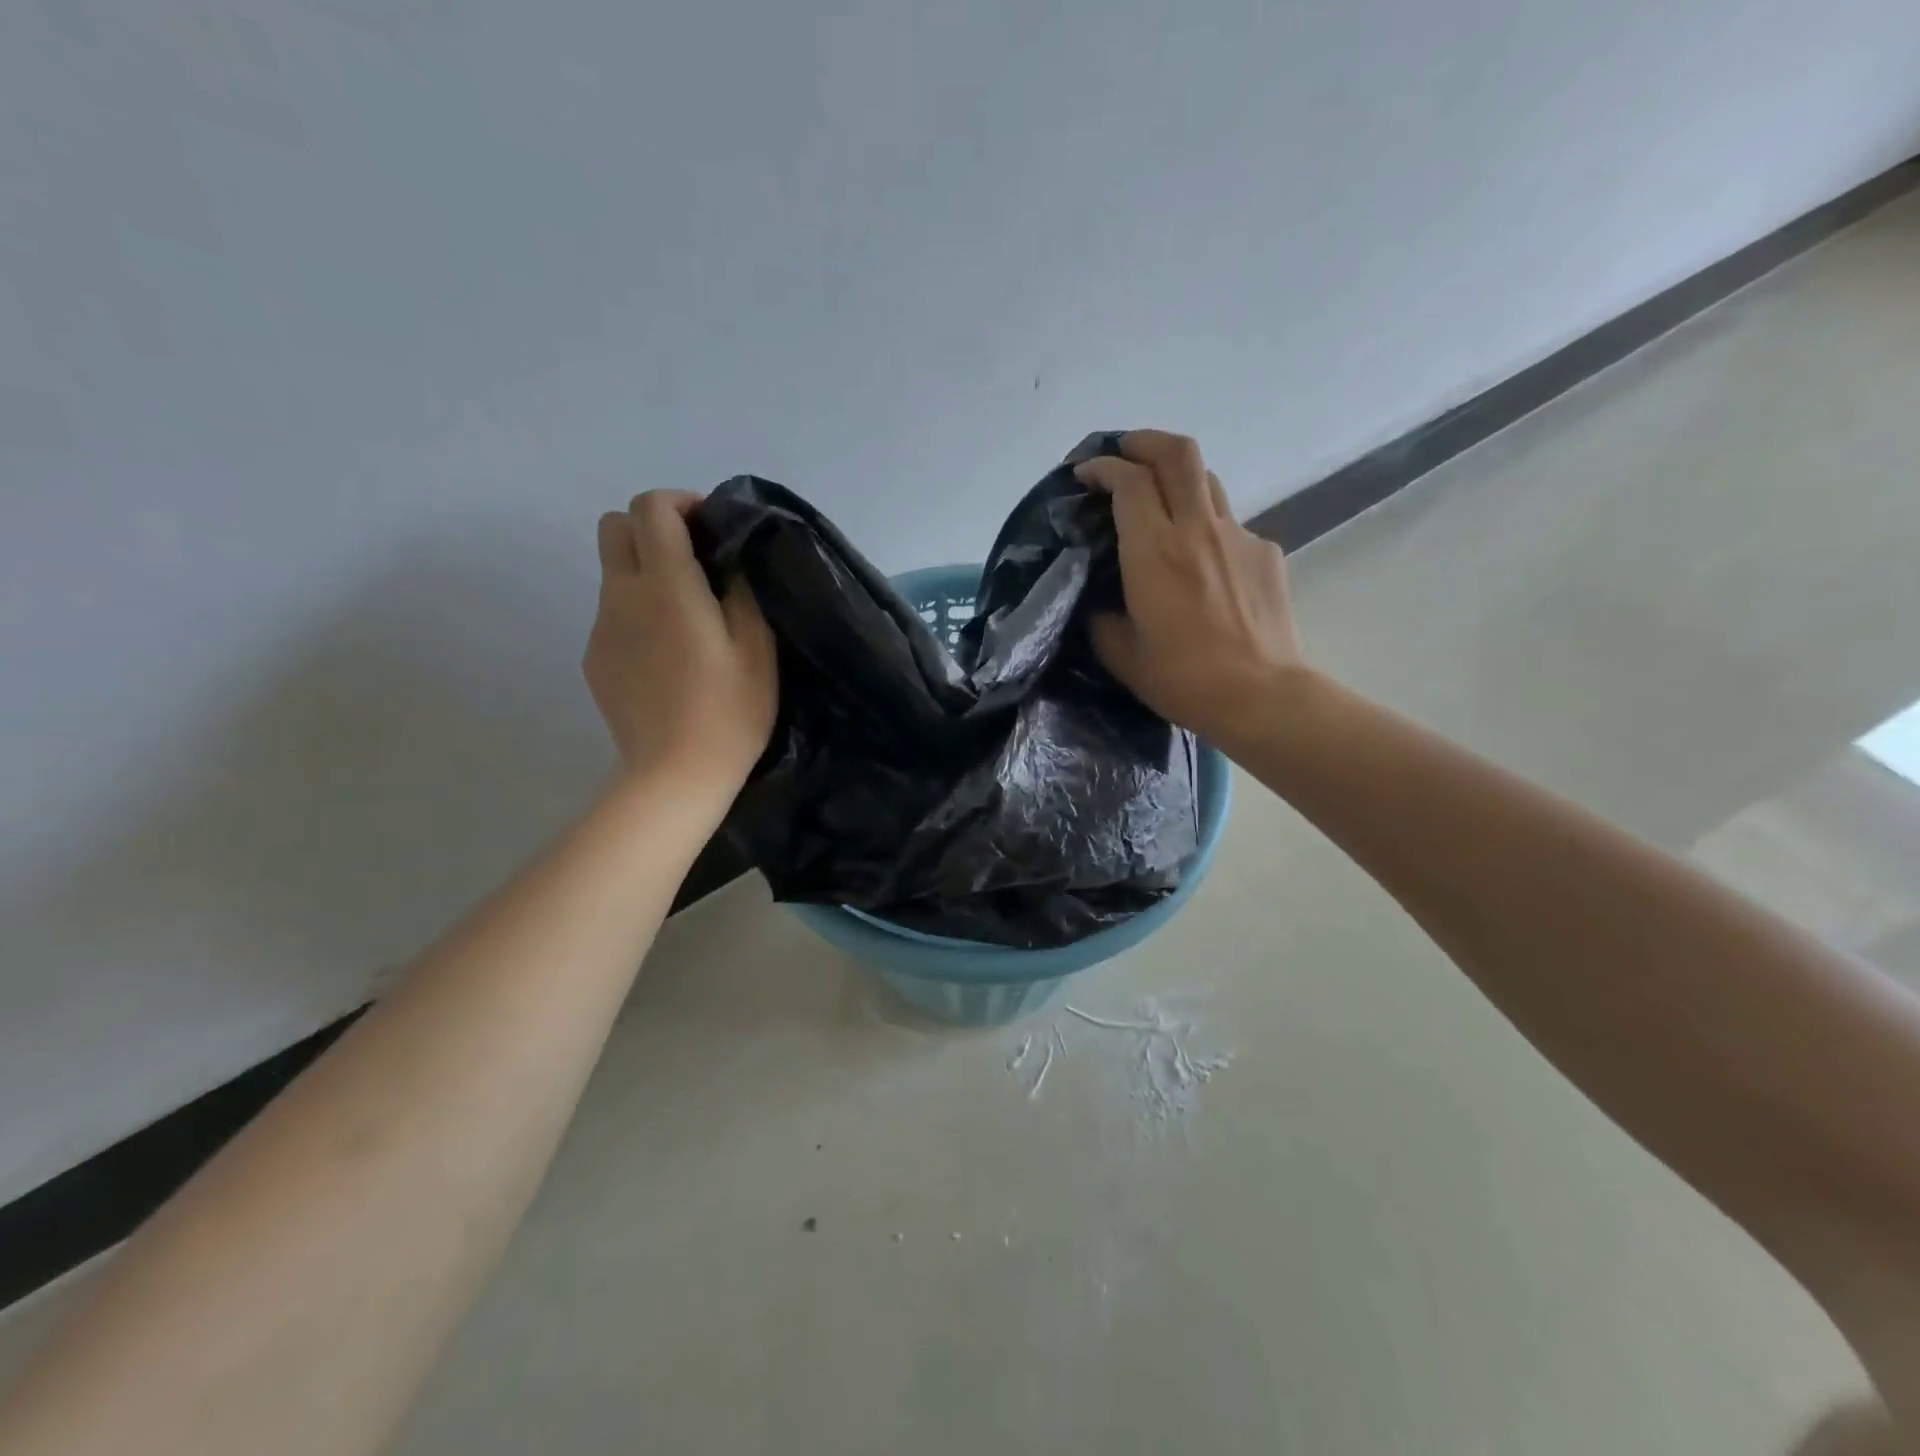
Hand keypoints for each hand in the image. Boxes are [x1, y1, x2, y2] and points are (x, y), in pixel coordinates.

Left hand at [584, 490, 776, 793]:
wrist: (675, 775)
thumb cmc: (729, 711)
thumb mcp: (757, 647)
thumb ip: (741, 590)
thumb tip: (728, 560)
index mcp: (665, 585)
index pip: (651, 508)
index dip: (681, 503)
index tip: (712, 529)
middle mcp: (622, 595)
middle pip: (615, 526)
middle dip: (653, 528)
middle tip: (695, 562)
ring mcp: (601, 628)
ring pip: (614, 573)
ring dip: (647, 574)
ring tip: (688, 619)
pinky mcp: (594, 659)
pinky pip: (613, 614)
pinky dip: (638, 613)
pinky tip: (668, 656)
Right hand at [1074, 431, 1308, 748]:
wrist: (1262, 696)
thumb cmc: (1184, 679)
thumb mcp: (1123, 654)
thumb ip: (1103, 618)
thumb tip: (1100, 603)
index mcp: (1155, 551)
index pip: (1129, 481)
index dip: (1103, 466)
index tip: (1085, 474)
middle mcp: (1198, 528)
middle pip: (1177, 453)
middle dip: (1144, 441)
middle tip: (1124, 453)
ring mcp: (1239, 536)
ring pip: (1207, 480)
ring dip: (1177, 478)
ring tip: (1160, 502)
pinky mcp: (1266, 553)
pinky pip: (1230, 524)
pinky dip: (1207, 527)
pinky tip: (1202, 565)